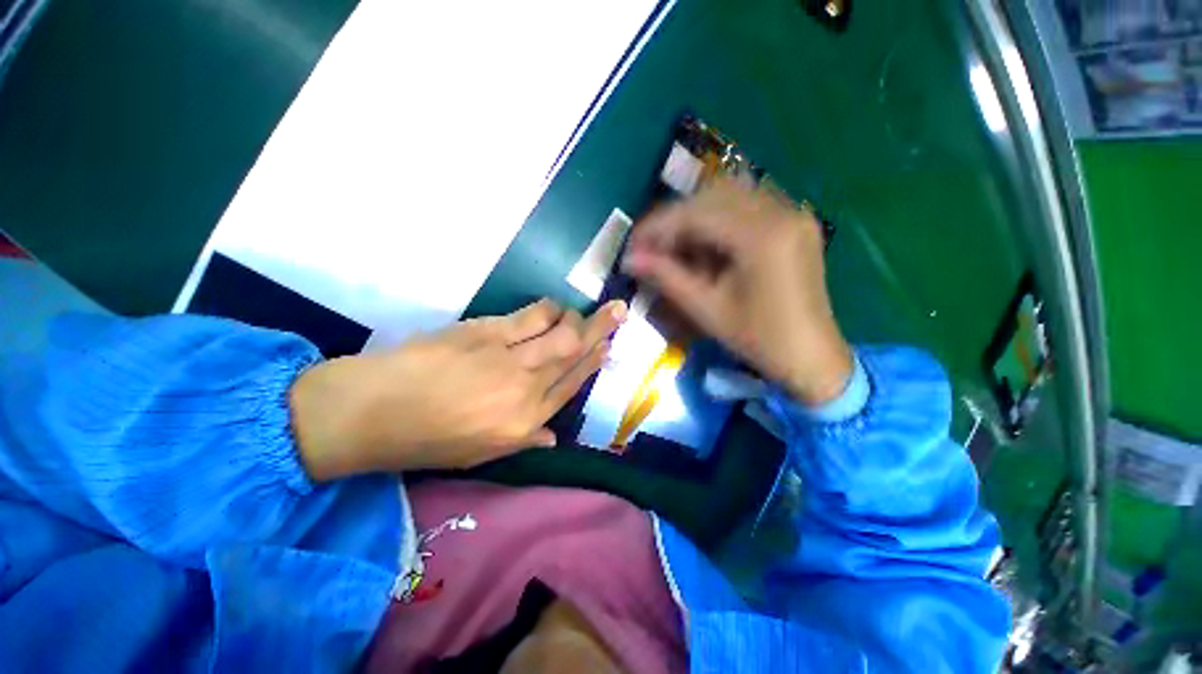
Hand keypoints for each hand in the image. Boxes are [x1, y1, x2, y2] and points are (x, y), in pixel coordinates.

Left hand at [291, 299, 626, 480]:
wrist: (372, 412)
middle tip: (618, 310)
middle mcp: (526, 389)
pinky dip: (547, 308)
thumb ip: (524, 440)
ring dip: (576, 317)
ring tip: (581, 310)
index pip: (571, 386)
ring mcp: (508, 358)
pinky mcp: (486, 332)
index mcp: (524, 423)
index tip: (607, 347)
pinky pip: (530, 316)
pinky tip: (554, 306)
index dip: (593, 363)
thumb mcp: (480, 454)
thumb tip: (552, 435)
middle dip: (600, 331)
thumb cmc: (426, 439)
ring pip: (558, 332)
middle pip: (573, 354)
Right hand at [623, 179, 851, 403]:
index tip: (633, 245)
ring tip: (674, 248)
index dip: (658, 226)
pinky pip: (746, 208)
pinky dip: (717, 222)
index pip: (696, 213)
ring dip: (695, 219)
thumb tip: (630, 259)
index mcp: (762, 235)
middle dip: (674, 220)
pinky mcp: (794, 222)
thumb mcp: (707, 309)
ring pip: (728, 198)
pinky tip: (704, 246)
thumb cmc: (758, 339)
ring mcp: (792, 213)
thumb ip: (667, 277)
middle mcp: (781, 211)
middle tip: (651, 247)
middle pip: (712, 196)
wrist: (812, 356)